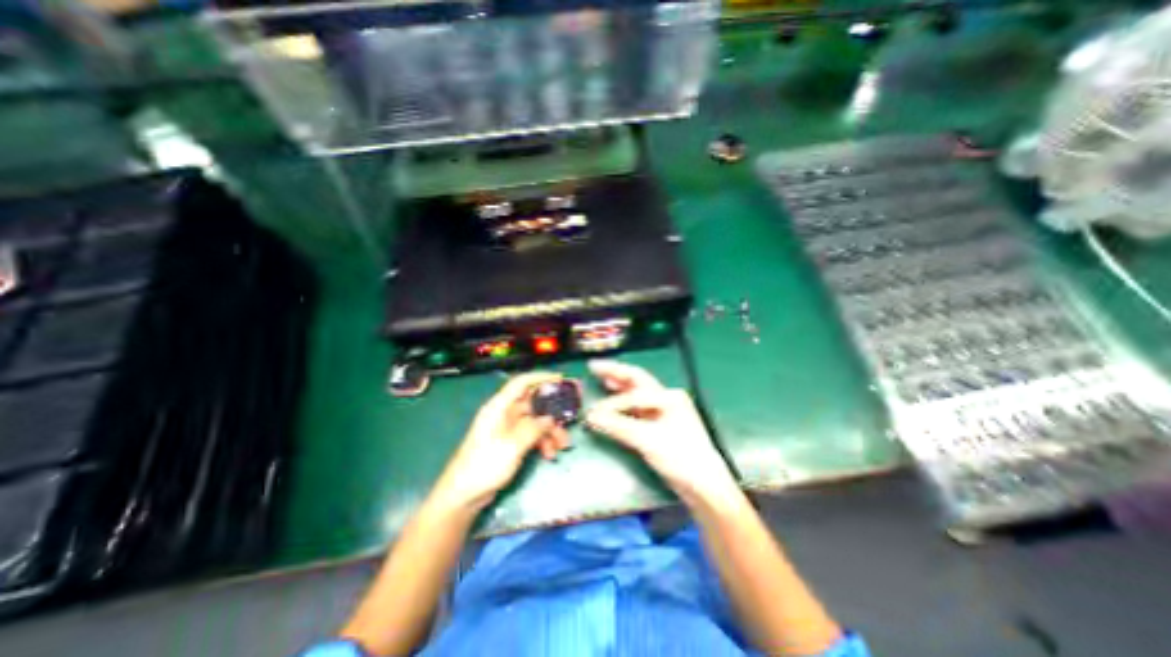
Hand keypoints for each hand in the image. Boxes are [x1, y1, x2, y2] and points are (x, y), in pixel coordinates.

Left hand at [435, 375, 572, 507]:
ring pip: (536, 421)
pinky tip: (550, 454)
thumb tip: (550, 418)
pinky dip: (542, 441)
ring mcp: (508, 428)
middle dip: (553, 410)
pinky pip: (532, 435)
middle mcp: (504, 413)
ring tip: (563, 444)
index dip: (541, 377)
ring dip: (550, 431)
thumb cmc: (484, 465)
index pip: (521, 383)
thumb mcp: (512, 446)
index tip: (561, 379)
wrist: (464, 495)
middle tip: (572, 412)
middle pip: (533, 403)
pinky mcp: (511, 442)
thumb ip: (533, 428)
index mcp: (499, 407)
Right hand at [591, 361, 733, 498]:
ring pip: (637, 393)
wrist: (704, 485)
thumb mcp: (647, 440)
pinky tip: (614, 403)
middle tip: (594, 366)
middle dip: (615, 372)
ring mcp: (665, 411)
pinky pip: (638, 408)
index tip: (593, 412)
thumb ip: (618, 426)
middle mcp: (667, 398)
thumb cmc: (680, 457)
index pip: (634, 393)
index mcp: (668, 397)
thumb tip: (590, 416)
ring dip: (619, 386)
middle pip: (636, 380)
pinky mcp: (661, 426)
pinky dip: (624, 404)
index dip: (612, 402)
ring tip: (602, 377)